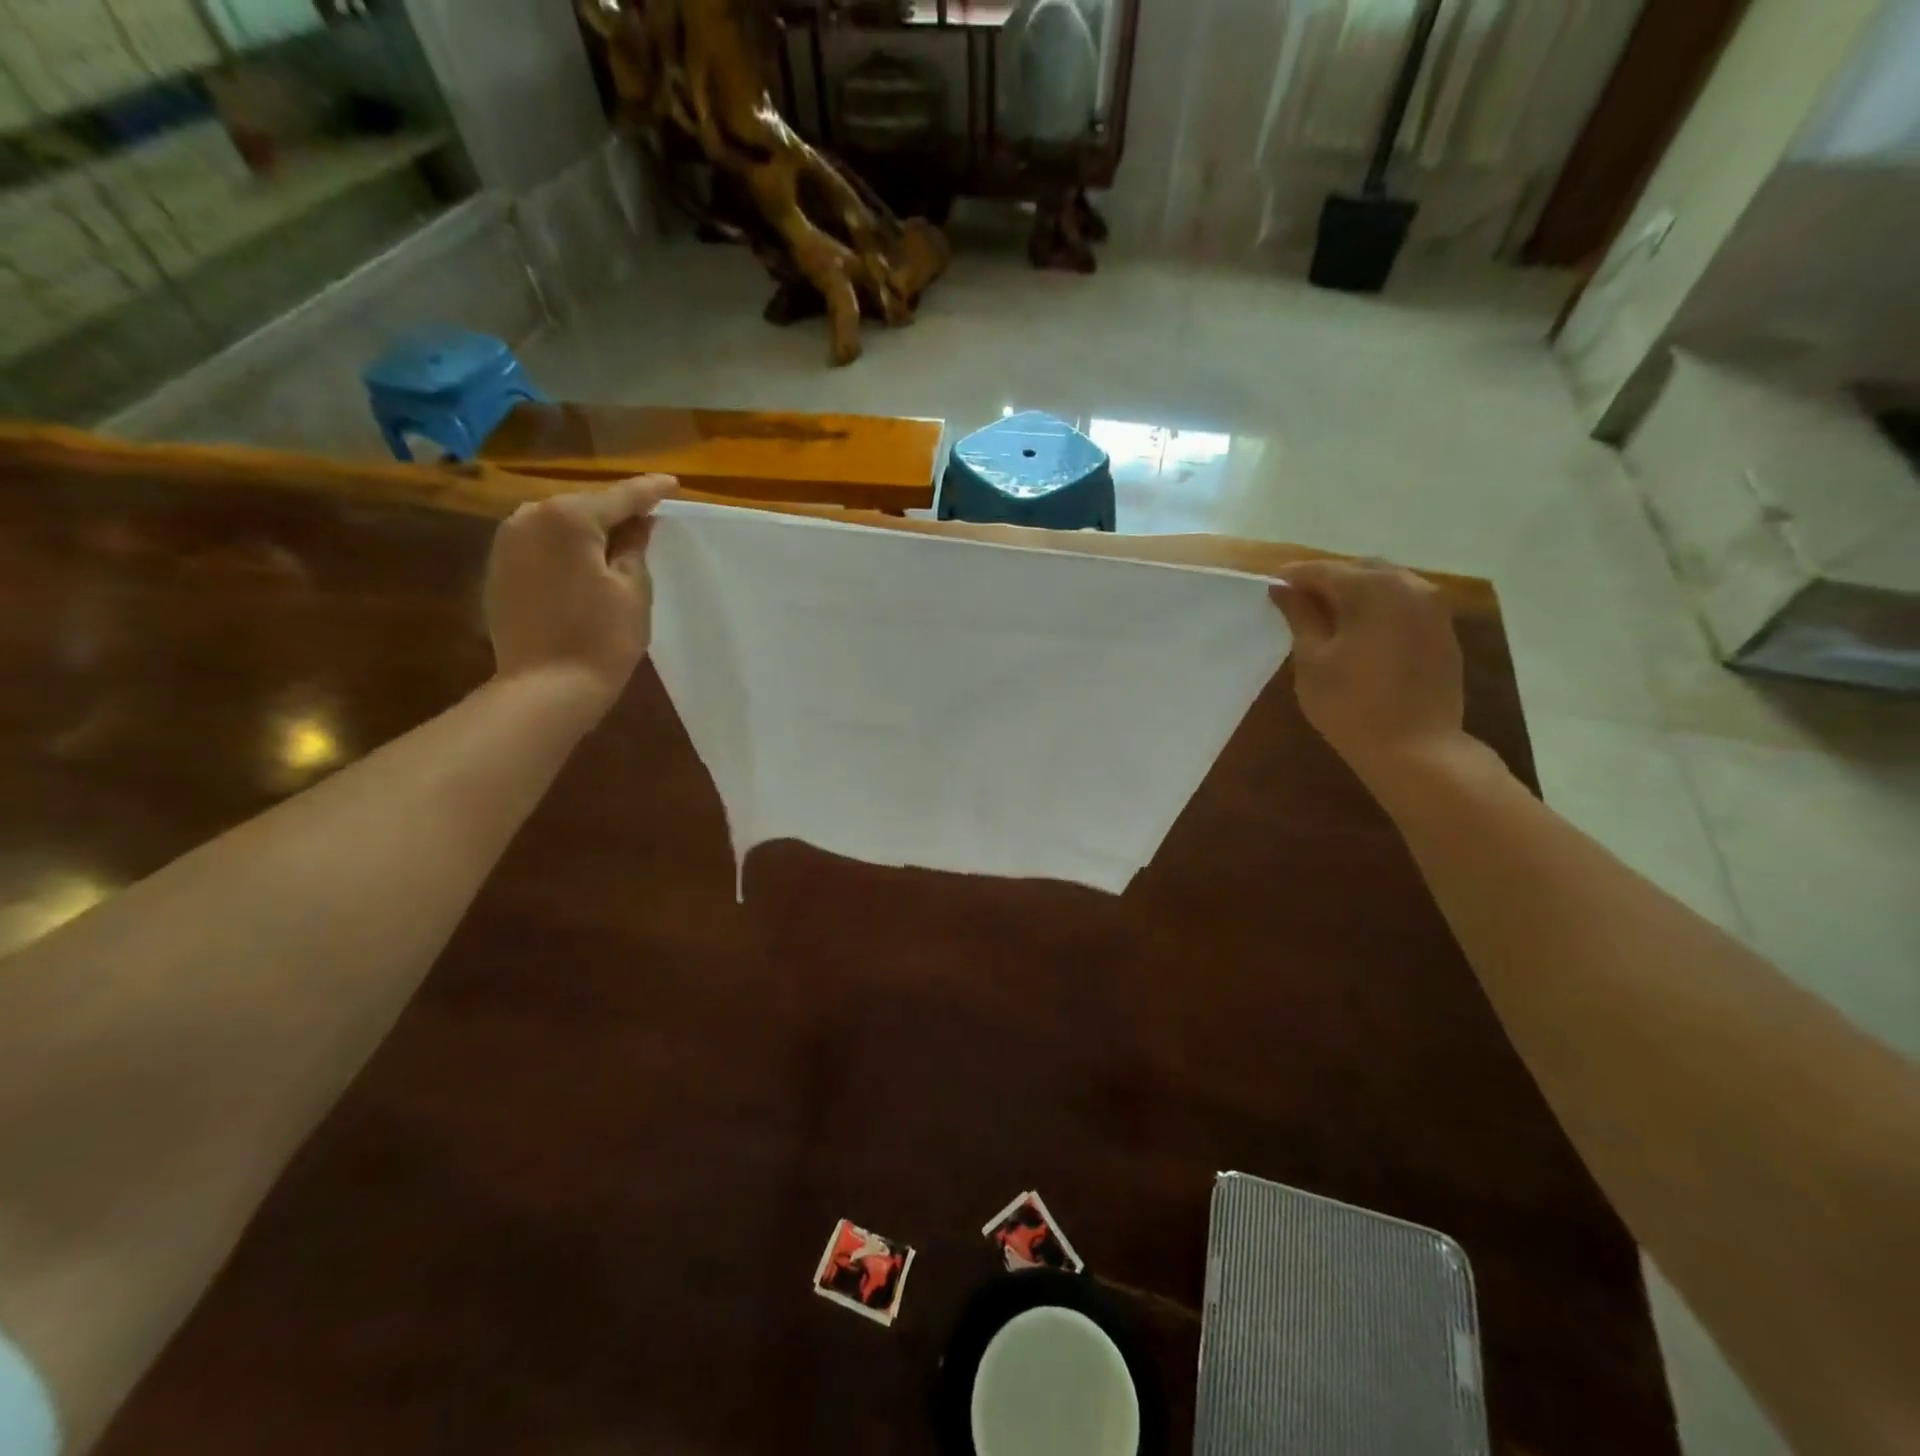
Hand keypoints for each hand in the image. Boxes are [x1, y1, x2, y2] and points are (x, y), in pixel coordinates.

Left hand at [484, 476, 676, 713]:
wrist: (546, 687)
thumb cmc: (601, 638)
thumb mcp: (633, 589)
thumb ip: (635, 546)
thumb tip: (638, 523)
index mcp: (569, 517)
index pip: (621, 496)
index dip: (651, 491)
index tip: (673, 484)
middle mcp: (529, 516)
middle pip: (585, 506)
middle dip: (616, 510)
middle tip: (647, 517)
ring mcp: (507, 542)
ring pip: (558, 524)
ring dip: (588, 529)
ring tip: (617, 540)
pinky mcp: (498, 568)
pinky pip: (540, 544)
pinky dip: (565, 548)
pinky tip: (583, 564)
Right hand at [1269, 559, 1467, 791]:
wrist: (1416, 748)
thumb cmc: (1351, 705)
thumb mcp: (1312, 660)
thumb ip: (1300, 616)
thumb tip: (1283, 589)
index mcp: (1372, 589)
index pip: (1323, 570)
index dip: (1293, 577)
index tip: (1270, 588)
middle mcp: (1409, 586)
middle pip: (1359, 570)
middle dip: (1327, 580)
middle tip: (1297, 603)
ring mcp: (1433, 607)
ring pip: (1385, 584)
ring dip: (1355, 593)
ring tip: (1326, 618)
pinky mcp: (1443, 630)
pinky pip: (1404, 604)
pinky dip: (1378, 608)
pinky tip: (1360, 632)